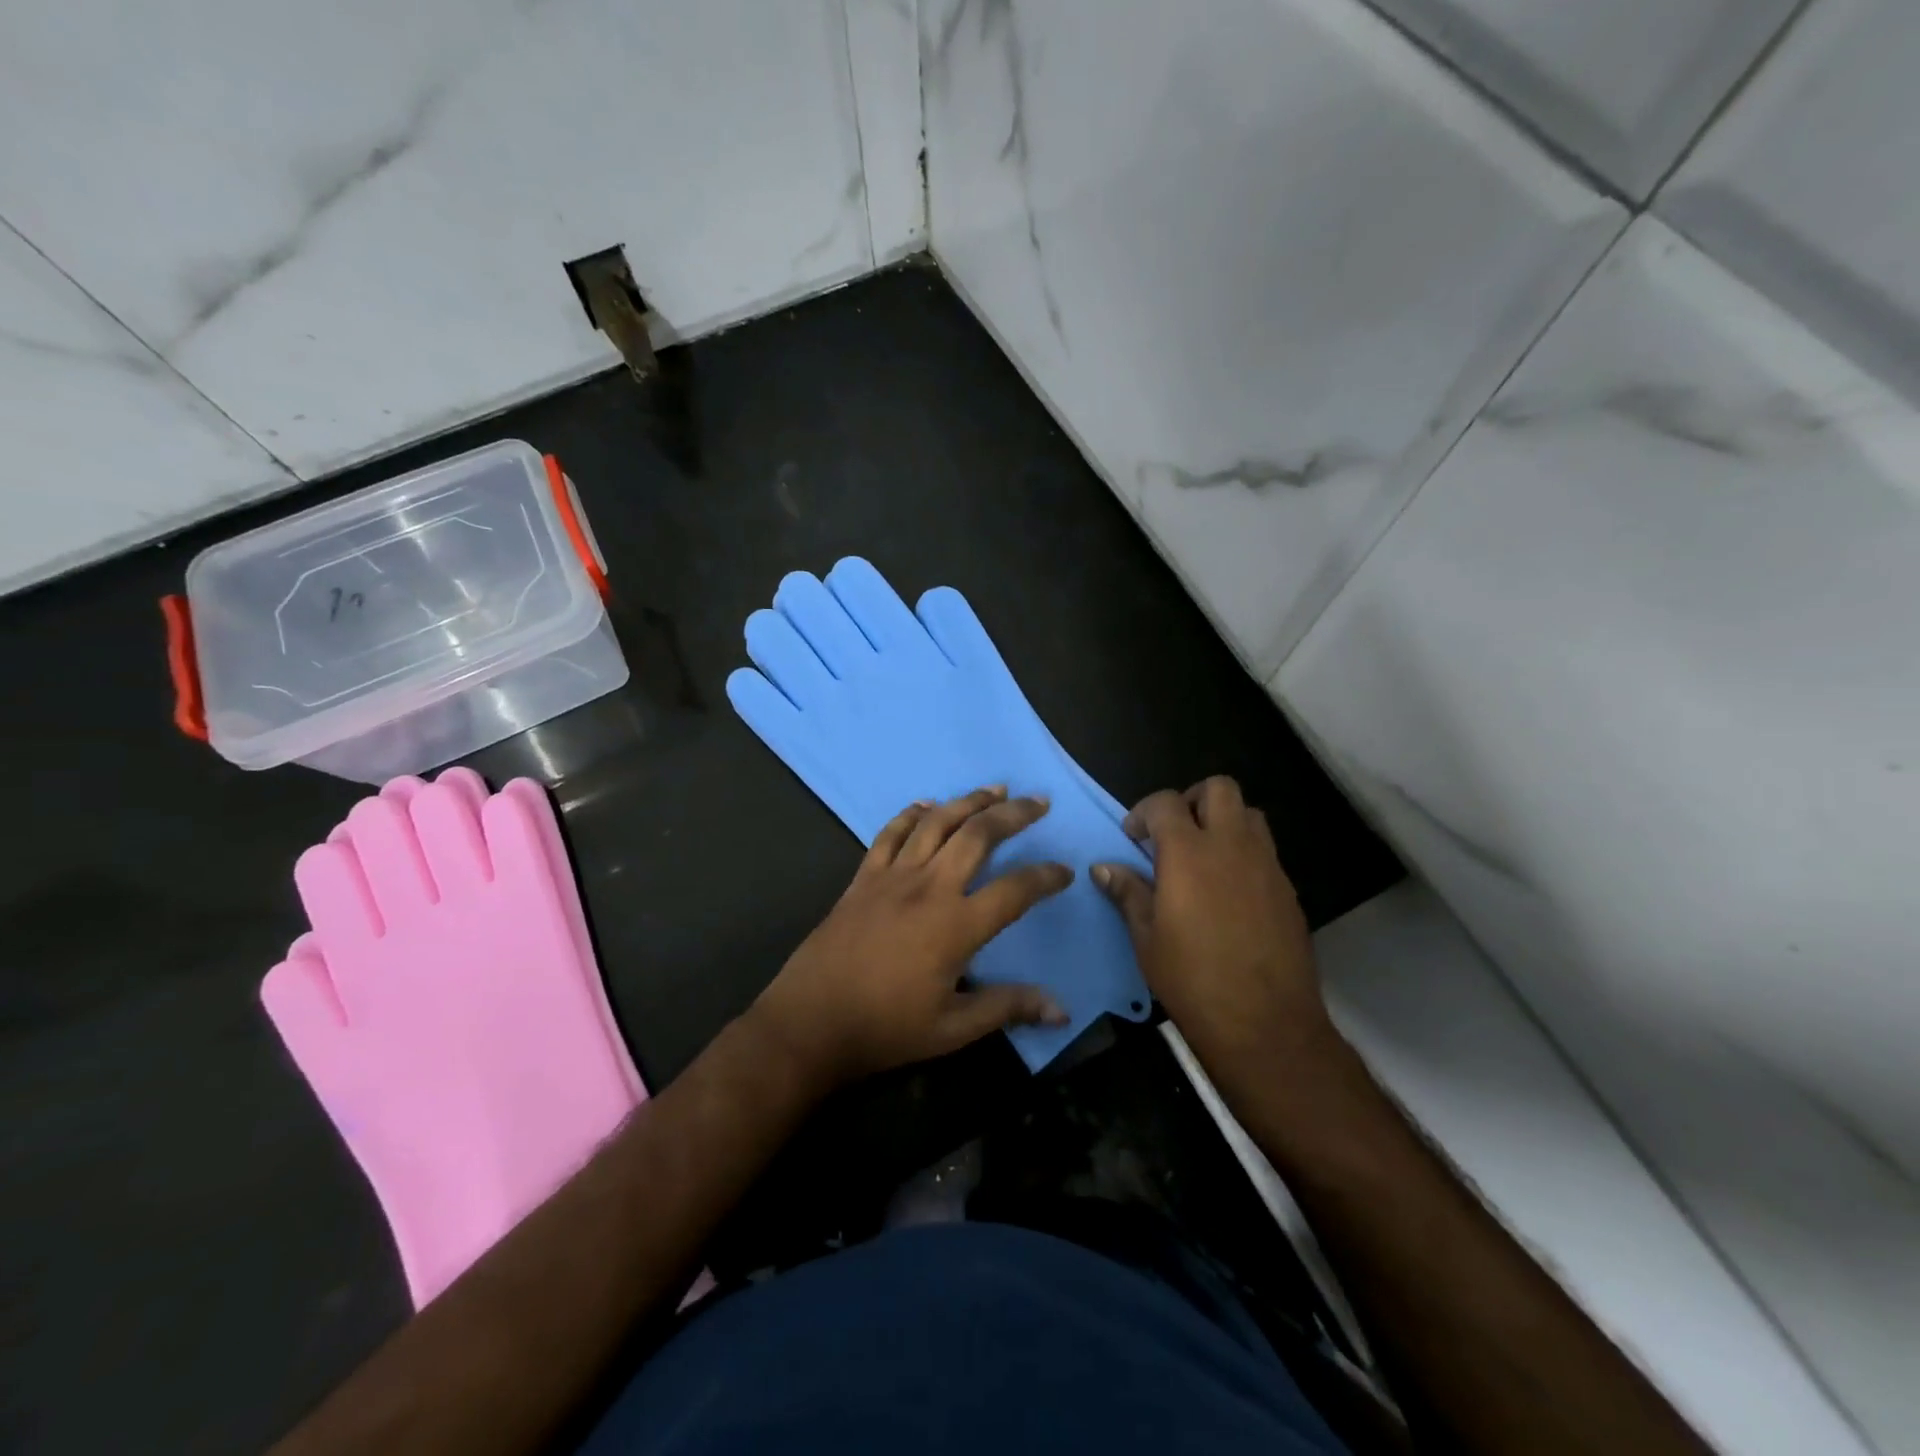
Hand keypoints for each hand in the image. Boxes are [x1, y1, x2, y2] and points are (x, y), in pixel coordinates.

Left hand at [748, 786, 1072, 1087]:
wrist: (810, 1021)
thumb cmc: (885, 1028)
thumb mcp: (952, 1029)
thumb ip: (1007, 1008)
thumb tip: (1060, 1010)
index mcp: (956, 926)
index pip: (1015, 890)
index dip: (1046, 877)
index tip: (1065, 870)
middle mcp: (929, 888)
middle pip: (978, 835)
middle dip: (1013, 814)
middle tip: (1037, 801)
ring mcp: (893, 877)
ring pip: (937, 823)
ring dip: (968, 801)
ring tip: (994, 789)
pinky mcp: (864, 877)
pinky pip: (890, 834)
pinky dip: (911, 814)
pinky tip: (927, 804)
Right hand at [1094, 777, 1334, 1069]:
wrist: (1266, 1024)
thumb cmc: (1192, 979)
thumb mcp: (1146, 937)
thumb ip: (1127, 893)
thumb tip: (1103, 867)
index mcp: (1189, 853)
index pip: (1166, 803)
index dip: (1144, 812)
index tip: (1133, 838)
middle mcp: (1232, 846)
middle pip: (1218, 789)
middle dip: (1191, 800)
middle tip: (1173, 834)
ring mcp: (1266, 866)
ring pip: (1249, 814)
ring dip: (1223, 821)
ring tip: (1203, 857)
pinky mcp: (1288, 890)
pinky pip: (1265, 850)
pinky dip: (1244, 853)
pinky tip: (1228, 892)